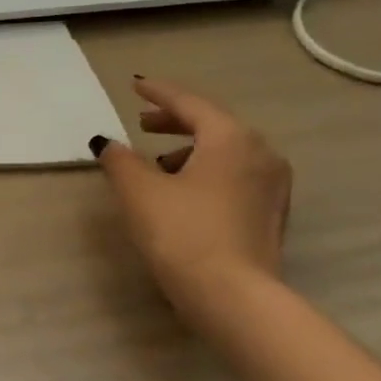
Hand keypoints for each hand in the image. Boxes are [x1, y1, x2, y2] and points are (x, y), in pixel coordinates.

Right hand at [94, 78, 291, 318]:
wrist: (232, 295)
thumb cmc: (182, 233)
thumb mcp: (138, 191)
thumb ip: (120, 160)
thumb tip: (108, 143)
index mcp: (231, 138)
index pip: (190, 104)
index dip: (159, 93)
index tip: (136, 85)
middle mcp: (261, 153)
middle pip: (213, 124)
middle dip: (176, 121)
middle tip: (143, 123)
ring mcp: (272, 185)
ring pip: (226, 151)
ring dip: (190, 149)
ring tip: (157, 163)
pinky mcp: (270, 213)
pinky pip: (235, 175)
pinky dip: (207, 170)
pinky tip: (183, 190)